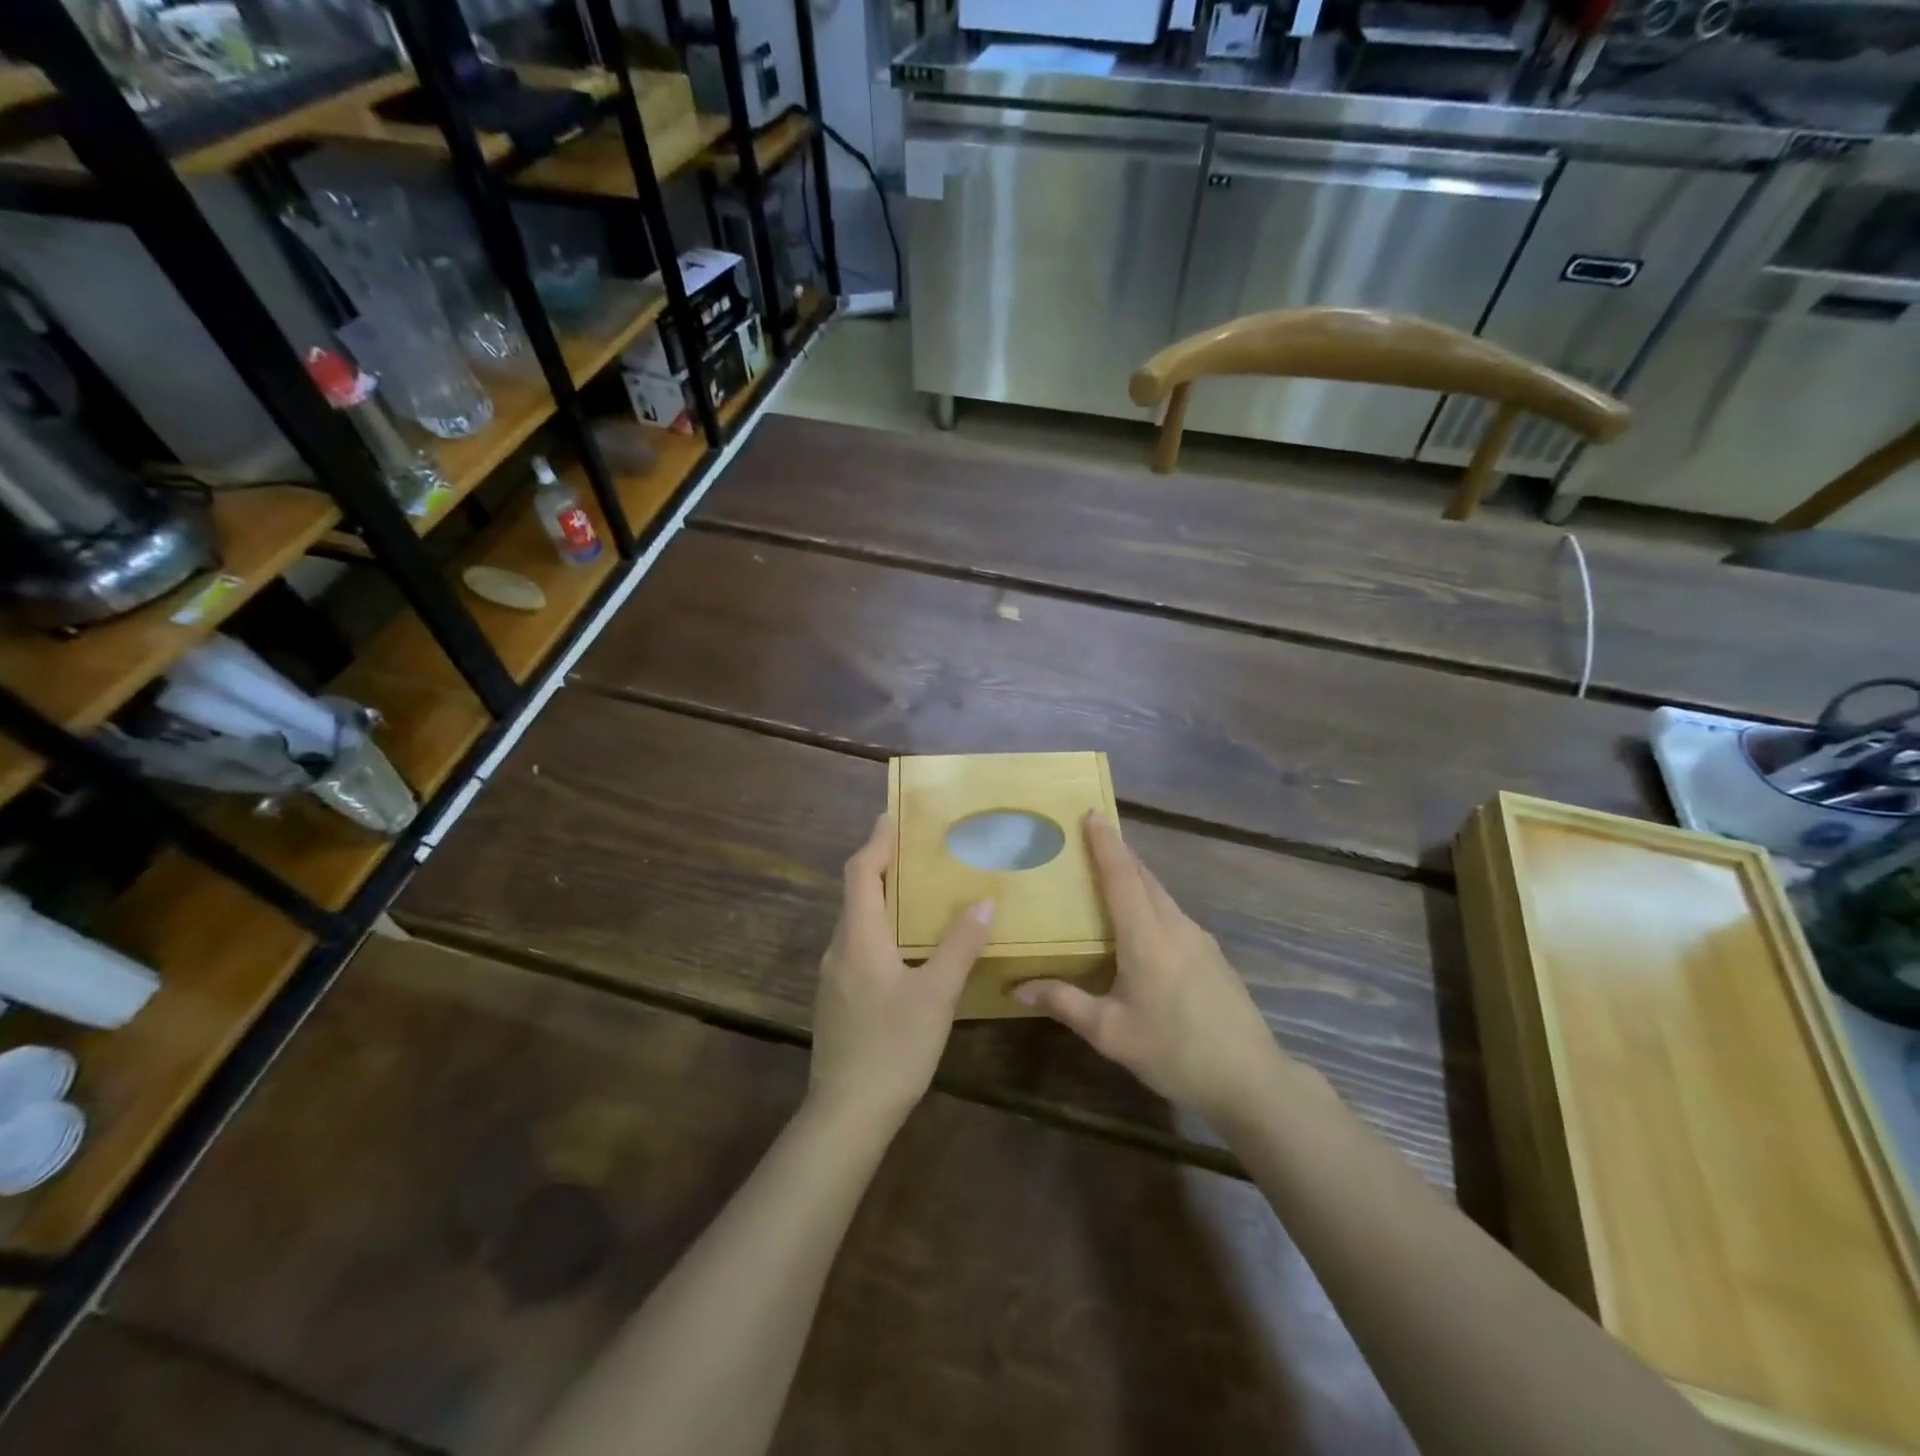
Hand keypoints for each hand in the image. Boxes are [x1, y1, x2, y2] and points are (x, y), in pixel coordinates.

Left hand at [809, 813, 994, 1129]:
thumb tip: (983, 902)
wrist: (846, 1114)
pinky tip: (904, 946)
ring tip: (914, 891)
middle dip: (880, 865)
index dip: (876, 842)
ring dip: (879, 898)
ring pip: (855, 922)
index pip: (860, 873)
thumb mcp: (936, 995)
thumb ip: (959, 946)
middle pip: (855, 893)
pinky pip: (857, 946)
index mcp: (859, 938)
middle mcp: (839, 949)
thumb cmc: (893, 1047)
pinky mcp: (837, 1000)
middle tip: (912, 849)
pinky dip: (878, 928)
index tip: (891, 816)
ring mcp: (833, 977)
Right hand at [1015, 813, 1289, 1126]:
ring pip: (1161, 895)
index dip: (1105, 843)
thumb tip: (1018, 986)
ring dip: (1135, 877)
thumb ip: (1065, 1002)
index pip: (1122, 876)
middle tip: (1090, 838)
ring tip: (1108, 876)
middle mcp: (1175, 926)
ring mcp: (1199, 939)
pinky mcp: (1211, 955)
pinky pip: (1173, 914)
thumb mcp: (1110, 1032)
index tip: (1090, 813)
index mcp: (1147, 936)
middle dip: (1118, 852)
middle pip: (1144, 877)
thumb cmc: (1174, 1051)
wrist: (1250, 1079)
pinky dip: (1150, 902)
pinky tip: (1140, 925)